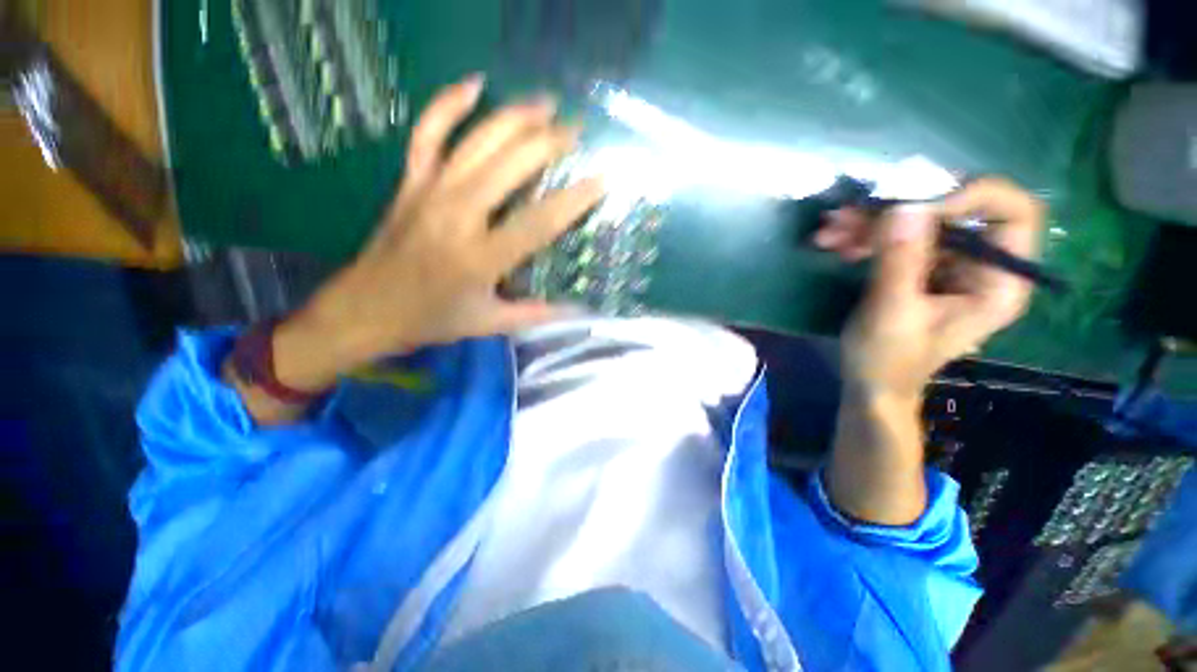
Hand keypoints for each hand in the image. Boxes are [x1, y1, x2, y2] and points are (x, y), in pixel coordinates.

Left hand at [277, 76, 605, 387]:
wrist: (364, 310)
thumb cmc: (430, 320)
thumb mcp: (488, 324)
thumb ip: (535, 315)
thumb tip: (577, 312)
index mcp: (481, 257)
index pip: (539, 222)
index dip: (575, 200)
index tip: (602, 179)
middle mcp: (458, 215)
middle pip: (511, 164)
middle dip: (550, 142)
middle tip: (577, 132)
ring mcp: (431, 191)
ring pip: (477, 140)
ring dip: (515, 116)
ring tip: (546, 104)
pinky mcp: (410, 182)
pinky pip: (427, 133)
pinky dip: (447, 104)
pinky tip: (474, 85)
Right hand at [816, 177, 1044, 401]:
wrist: (870, 383)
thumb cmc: (887, 359)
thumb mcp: (891, 311)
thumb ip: (901, 260)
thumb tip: (906, 204)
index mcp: (996, 282)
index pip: (1014, 213)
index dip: (971, 197)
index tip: (916, 209)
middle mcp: (980, 266)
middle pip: (953, 212)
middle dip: (897, 210)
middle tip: (850, 215)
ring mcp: (949, 266)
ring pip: (918, 222)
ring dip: (869, 223)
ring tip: (828, 232)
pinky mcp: (920, 269)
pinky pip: (897, 238)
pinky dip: (863, 237)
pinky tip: (834, 244)